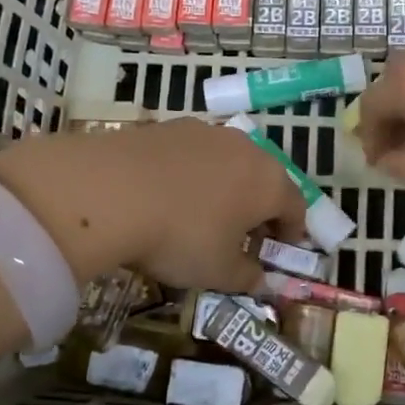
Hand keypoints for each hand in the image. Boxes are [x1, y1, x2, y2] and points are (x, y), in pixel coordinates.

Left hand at [0, 119, 306, 290]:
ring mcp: (206, 132)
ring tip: (202, 212)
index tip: (278, 250)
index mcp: (269, 182)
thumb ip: (246, 276)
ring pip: (228, 162)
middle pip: (264, 179)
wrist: (109, 191)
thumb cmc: (179, 236)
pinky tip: (167, 194)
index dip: (291, 232)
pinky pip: (193, 154)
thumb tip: (260, 279)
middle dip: (258, 206)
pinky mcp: (169, 126)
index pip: (295, 207)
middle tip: (242, 234)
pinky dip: (191, 173)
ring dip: (225, 186)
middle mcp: (246, 148)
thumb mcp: (217, 272)